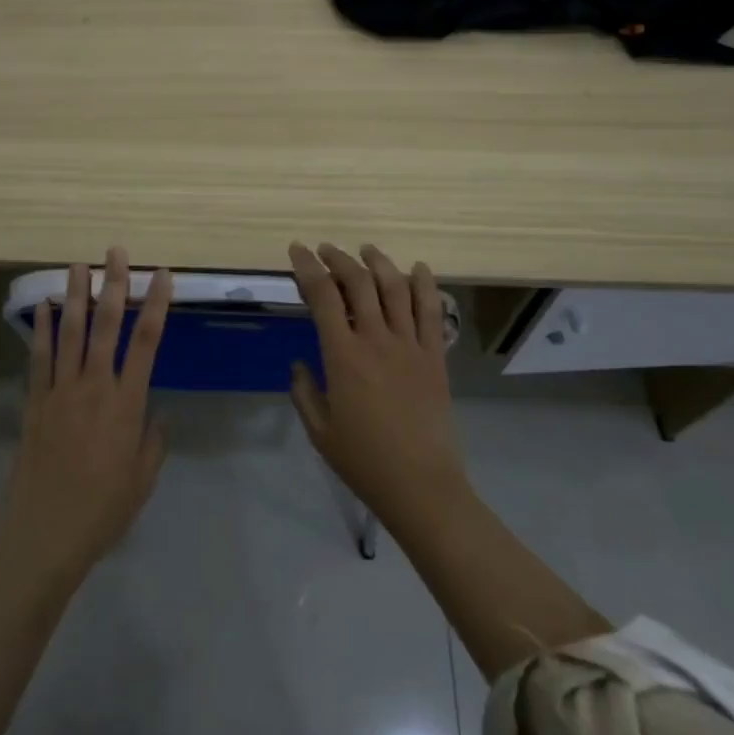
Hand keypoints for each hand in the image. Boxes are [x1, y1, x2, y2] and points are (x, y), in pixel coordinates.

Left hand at [0, 248, 172, 582]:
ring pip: (70, 333)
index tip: (162, 275)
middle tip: (116, 253)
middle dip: (114, 286)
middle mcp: (94, 386)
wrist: (44, 533)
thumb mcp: (143, 479)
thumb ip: (152, 440)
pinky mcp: (36, 402)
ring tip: (78, 265)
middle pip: (107, 326)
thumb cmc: (102, 510)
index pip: (147, 342)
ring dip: (75, 296)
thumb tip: (154, 414)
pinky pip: (39, 358)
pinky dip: (41, 330)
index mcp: (126, 403)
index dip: (156, 304)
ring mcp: (61, 391)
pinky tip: (42, 308)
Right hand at [287, 242, 464, 523]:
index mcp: (343, 356)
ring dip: (379, 262)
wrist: (420, 484)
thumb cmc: (363, 460)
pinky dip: (424, 284)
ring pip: (396, 288)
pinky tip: (417, 268)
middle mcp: (377, 340)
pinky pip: (431, 311)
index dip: (308, 268)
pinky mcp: (435, 356)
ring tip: (367, 250)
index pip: (323, 297)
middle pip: (359, 283)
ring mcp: (411, 345)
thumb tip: (300, 363)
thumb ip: (304, 391)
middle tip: (326, 249)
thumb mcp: (319, 430)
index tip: (298, 250)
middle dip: (339, 259)